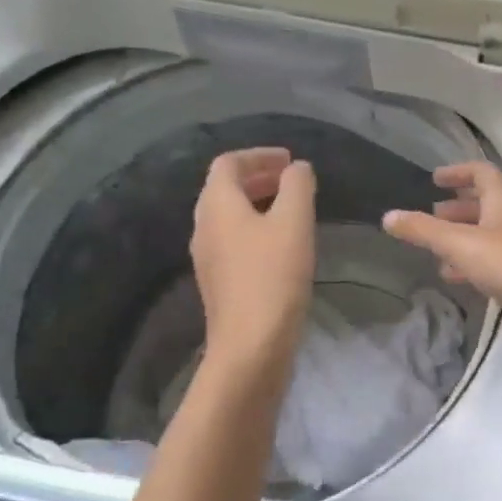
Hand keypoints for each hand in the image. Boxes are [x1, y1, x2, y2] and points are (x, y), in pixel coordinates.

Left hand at [191, 147, 316, 376]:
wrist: (251, 344)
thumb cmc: (273, 276)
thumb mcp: (294, 223)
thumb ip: (297, 186)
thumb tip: (297, 168)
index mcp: (217, 205)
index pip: (228, 164)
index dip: (259, 155)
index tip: (289, 159)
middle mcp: (204, 226)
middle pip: (224, 189)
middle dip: (258, 178)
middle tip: (292, 180)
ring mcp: (208, 257)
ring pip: (229, 216)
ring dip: (257, 203)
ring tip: (291, 209)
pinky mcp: (219, 282)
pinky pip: (234, 240)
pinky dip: (256, 228)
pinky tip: (281, 244)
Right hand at [381, 162, 501, 321]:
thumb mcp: (459, 243)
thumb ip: (423, 231)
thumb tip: (388, 217)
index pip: (482, 173)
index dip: (458, 172)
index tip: (435, 179)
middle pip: (486, 205)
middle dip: (457, 209)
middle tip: (432, 217)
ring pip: (488, 235)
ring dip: (463, 238)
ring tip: (436, 252)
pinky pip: (494, 260)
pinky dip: (472, 263)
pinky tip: (455, 277)